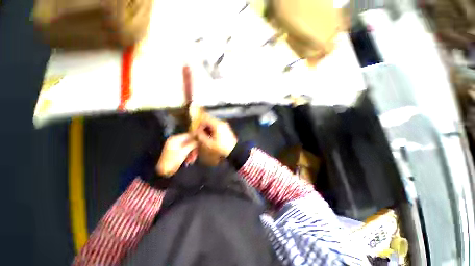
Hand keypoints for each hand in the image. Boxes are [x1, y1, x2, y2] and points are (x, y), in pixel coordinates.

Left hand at [156, 133, 197, 176]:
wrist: (161, 171)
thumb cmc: (172, 160)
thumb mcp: (184, 151)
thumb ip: (193, 144)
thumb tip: (200, 139)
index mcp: (176, 138)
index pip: (190, 134)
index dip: (197, 138)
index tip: (202, 143)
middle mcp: (175, 141)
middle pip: (189, 141)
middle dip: (194, 148)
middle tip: (196, 155)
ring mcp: (175, 147)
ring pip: (188, 147)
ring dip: (191, 153)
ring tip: (192, 160)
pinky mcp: (175, 153)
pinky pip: (185, 152)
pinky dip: (188, 156)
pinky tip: (189, 161)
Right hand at [196, 115, 236, 157]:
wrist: (234, 151)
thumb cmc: (221, 148)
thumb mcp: (208, 143)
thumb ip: (200, 136)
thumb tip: (196, 132)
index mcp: (216, 124)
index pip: (204, 118)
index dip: (198, 122)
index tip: (195, 129)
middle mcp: (221, 122)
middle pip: (208, 120)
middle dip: (202, 126)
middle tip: (198, 134)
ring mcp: (224, 125)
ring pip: (212, 124)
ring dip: (207, 128)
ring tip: (204, 137)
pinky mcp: (226, 129)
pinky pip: (216, 127)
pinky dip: (212, 130)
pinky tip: (210, 137)